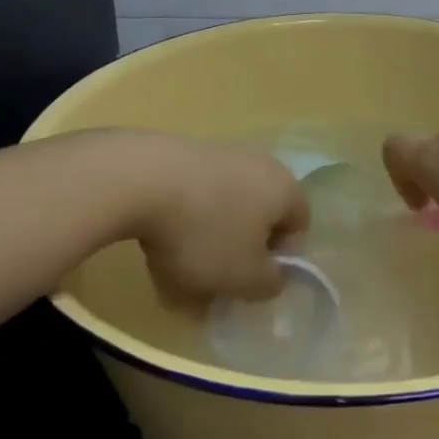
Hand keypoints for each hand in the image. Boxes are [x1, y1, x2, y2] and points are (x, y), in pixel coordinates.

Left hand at [121, 134, 309, 306]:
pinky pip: (191, 198)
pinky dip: (180, 223)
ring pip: (222, 209)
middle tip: (216, 282)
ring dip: (207, 241)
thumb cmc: (205, 232)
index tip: (253, 280)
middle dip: (239, 252)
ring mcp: (219, 154)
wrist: (138, 179)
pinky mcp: (180, 153)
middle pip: (258, 216)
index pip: (300, 225)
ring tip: (177, 273)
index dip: (281, 258)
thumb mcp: (245, 277)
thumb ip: (269, 284)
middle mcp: (259, 165)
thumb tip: (272, 277)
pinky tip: (154, 247)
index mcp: (285, 188)